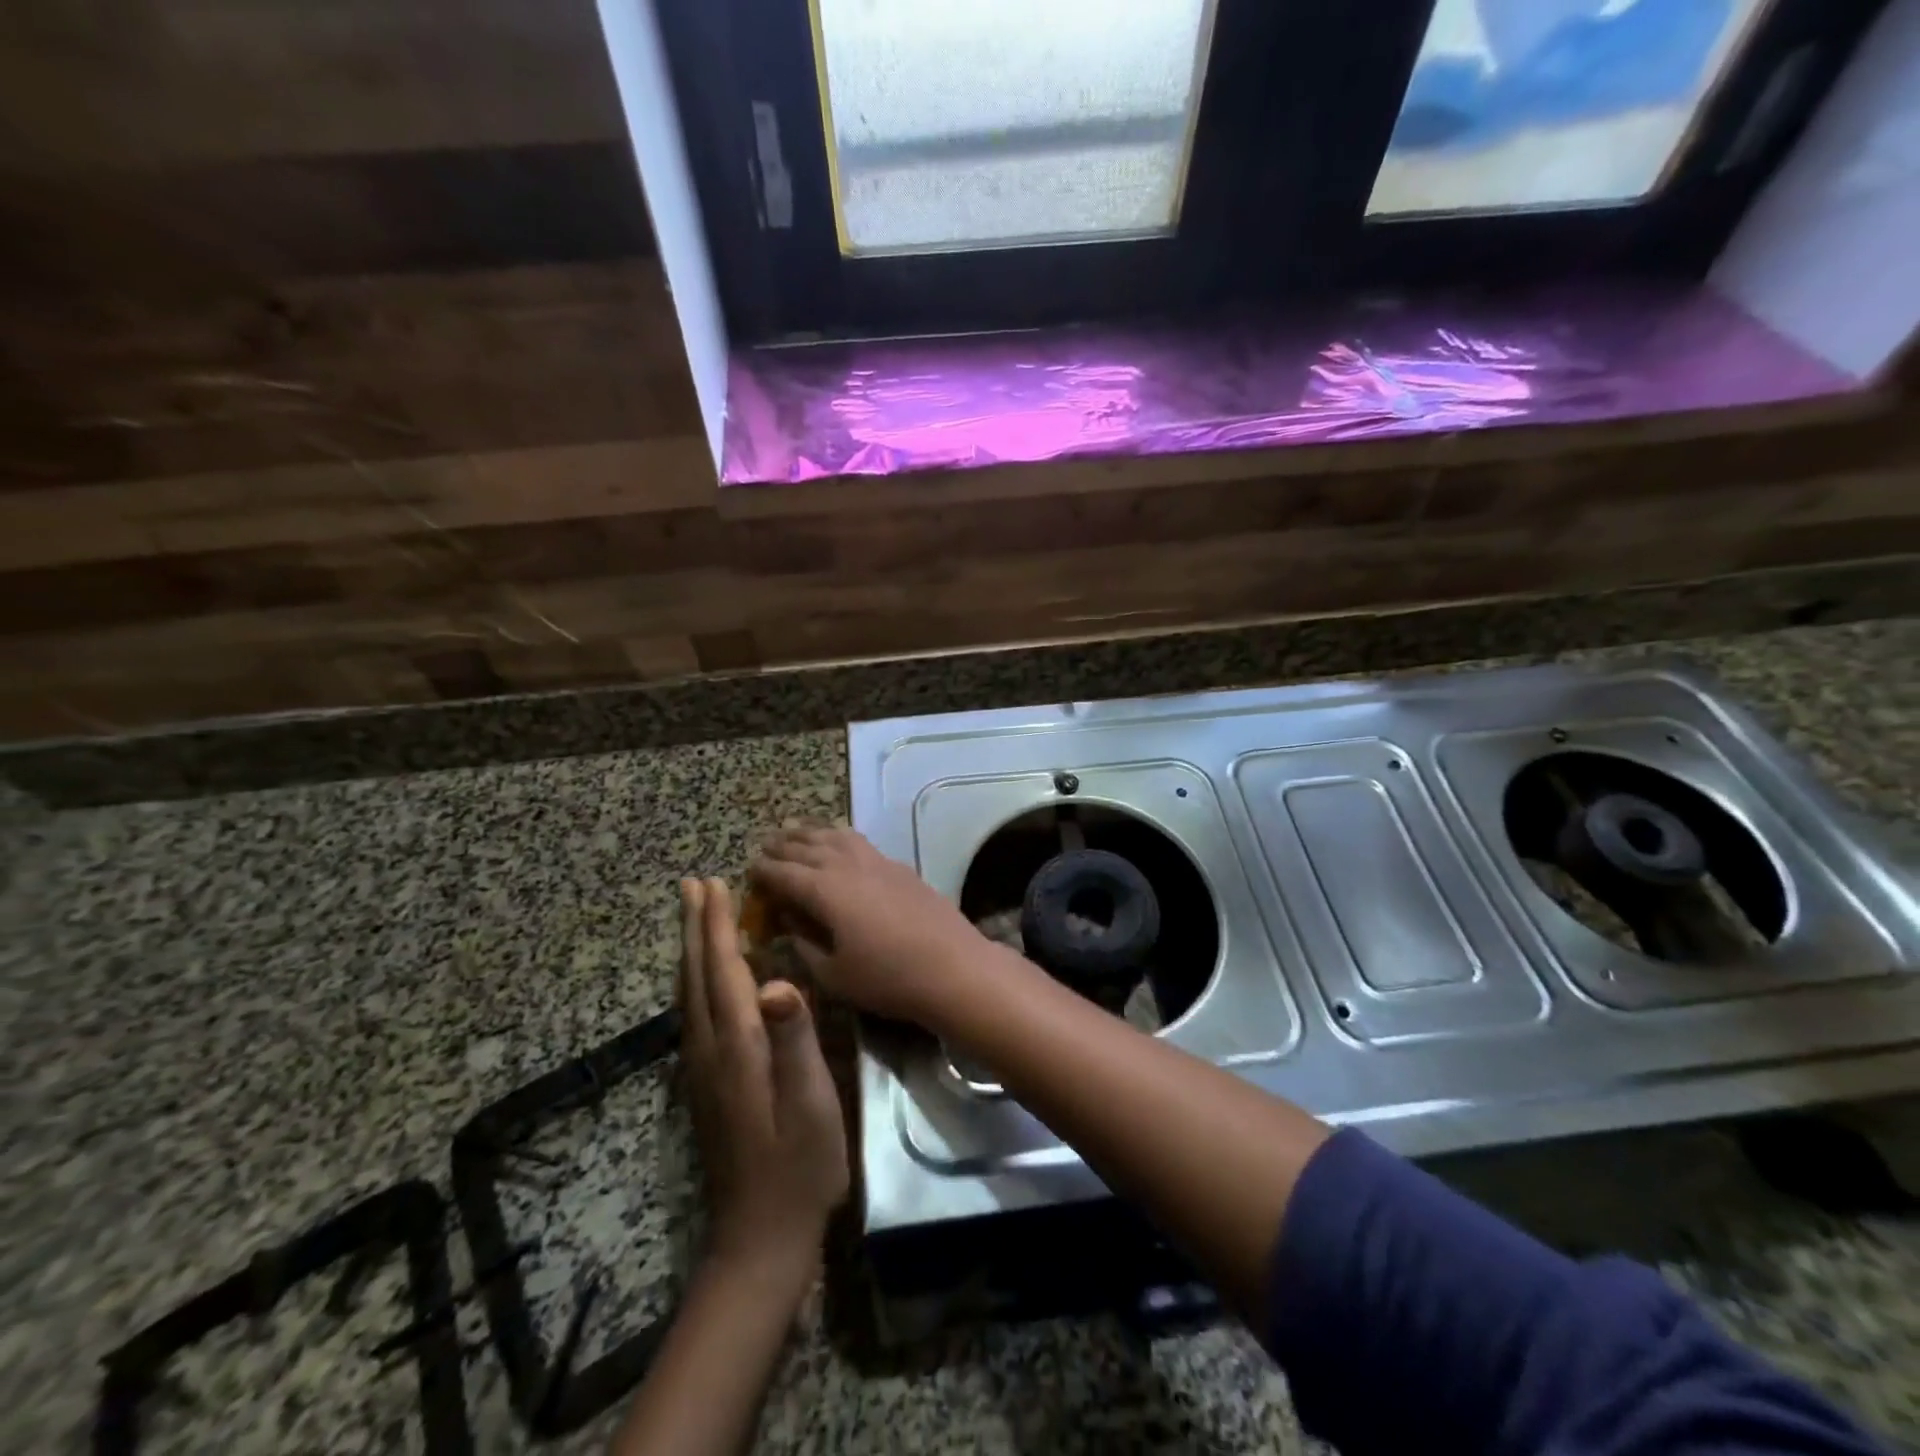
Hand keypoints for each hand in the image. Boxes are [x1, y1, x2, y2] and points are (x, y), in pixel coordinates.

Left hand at [678, 878, 848, 1293]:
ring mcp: (702, 1070)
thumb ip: (794, 1040)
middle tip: (692, 885)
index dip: (718, 925)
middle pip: (696, 975)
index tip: (713, 884)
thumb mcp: (810, 1102)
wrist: (761, 1237)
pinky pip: (693, 1013)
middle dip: (695, 927)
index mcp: (737, 1046)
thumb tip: (776, 982)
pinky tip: (703, 980)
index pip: (723, 970)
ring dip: (691, 949)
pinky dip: (694, 980)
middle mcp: (709, 1050)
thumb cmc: (800, 1165)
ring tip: (694, 918)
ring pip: (688, 994)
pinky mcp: (705, 1085)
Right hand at [750, 827, 997, 1029]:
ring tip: (796, 833)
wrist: (953, 967)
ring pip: (836, 835)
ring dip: (811, 833)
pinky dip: (839, 836)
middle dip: (783, 846)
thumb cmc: (888, 978)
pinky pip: (859, 841)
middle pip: (807, 846)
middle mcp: (848, 866)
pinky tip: (839, 843)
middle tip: (766, 847)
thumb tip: (788, 921)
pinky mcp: (899, 866)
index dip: (763, 872)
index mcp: (825, 891)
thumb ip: (804, 944)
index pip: (784, 873)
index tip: (749, 871)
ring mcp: (877, 861)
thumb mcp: (834, 974)